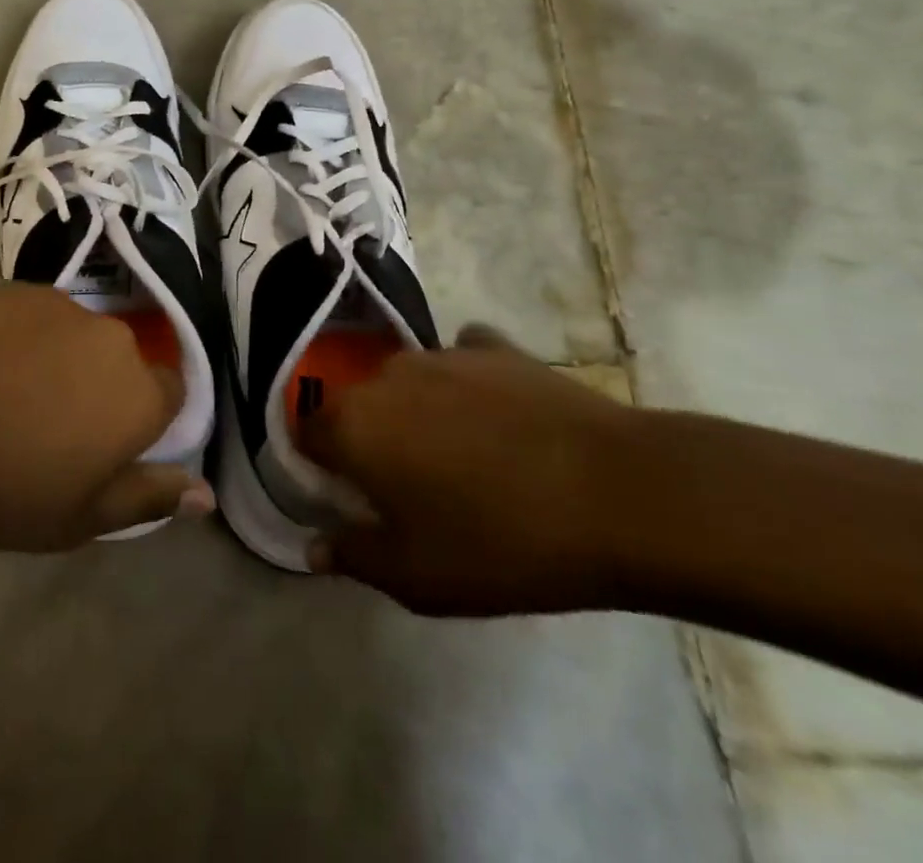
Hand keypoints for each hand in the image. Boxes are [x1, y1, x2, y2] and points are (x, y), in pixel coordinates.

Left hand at [0, 284, 213, 550]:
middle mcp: (115, 340)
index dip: (145, 417)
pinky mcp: (23, 290)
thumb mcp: (83, 517)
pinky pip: (40, 316)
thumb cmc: (9, 485)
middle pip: (122, 361)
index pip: (172, 393)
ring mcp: (67, 307)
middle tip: (54, 423)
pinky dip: (25, 337)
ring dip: (62, 359)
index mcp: (142, 395)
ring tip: (13, 392)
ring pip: (80, 336)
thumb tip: (206, 493)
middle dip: (100, 386)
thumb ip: (151, 497)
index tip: (110, 441)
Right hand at [298, 325, 631, 615]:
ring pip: (406, 384)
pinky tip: (498, 417)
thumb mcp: (418, 577)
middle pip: (356, 406)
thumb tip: (315, 544)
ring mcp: (440, 353)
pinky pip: (461, 362)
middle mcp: (384, 375)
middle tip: (410, 487)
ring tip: (465, 458)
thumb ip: (354, 555)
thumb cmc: (503, 543)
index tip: (350, 498)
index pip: (304, 434)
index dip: (320, 467)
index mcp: (353, 425)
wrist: (618, 493)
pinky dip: (467, 386)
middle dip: (370, 441)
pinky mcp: (492, 345)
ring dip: (417, 413)